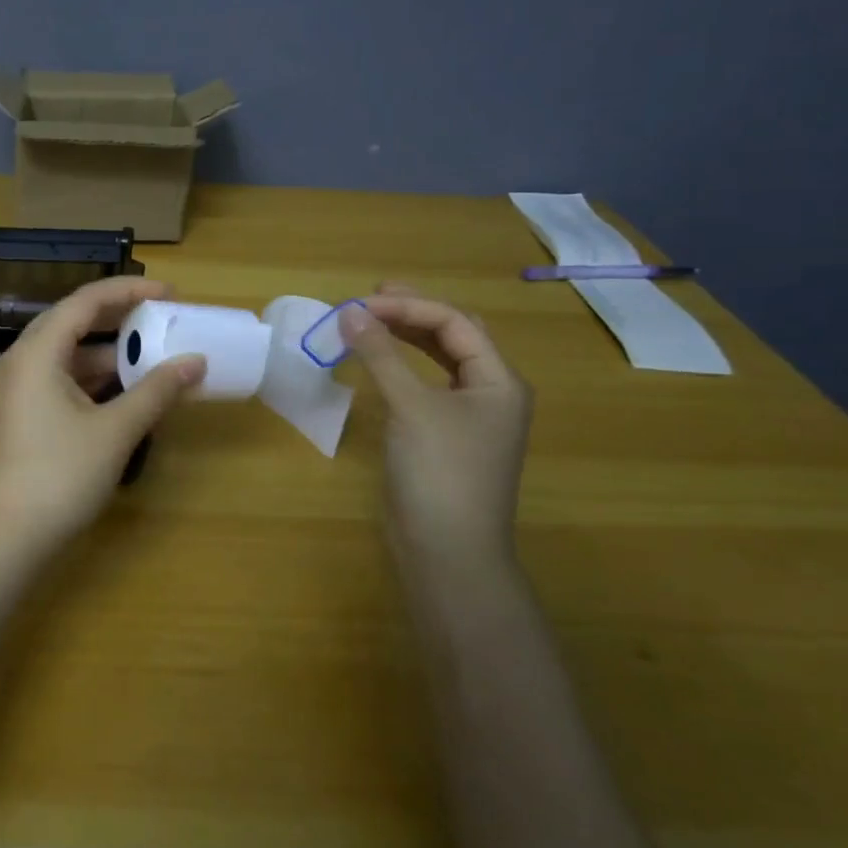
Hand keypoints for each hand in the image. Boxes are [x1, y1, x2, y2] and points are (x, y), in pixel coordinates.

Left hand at [0, 277, 206, 560]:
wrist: (12, 537)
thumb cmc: (61, 475)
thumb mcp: (116, 430)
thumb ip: (157, 391)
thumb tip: (196, 362)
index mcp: (37, 352)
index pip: (86, 301)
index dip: (130, 291)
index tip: (170, 294)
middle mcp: (22, 360)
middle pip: (74, 322)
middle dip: (121, 318)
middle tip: (163, 318)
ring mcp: (19, 388)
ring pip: (69, 354)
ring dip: (110, 352)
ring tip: (154, 355)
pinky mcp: (24, 413)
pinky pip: (63, 379)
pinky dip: (96, 378)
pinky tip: (128, 389)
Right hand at [340, 282, 532, 565]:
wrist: (448, 550)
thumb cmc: (440, 472)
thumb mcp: (411, 407)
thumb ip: (380, 355)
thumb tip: (348, 312)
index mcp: (499, 381)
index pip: (454, 324)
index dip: (408, 307)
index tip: (360, 305)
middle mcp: (490, 393)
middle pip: (453, 337)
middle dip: (413, 313)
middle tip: (370, 297)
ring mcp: (469, 418)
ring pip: (440, 362)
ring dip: (407, 338)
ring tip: (371, 321)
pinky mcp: (444, 437)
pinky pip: (425, 387)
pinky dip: (402, 368)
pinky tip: (380, 365)